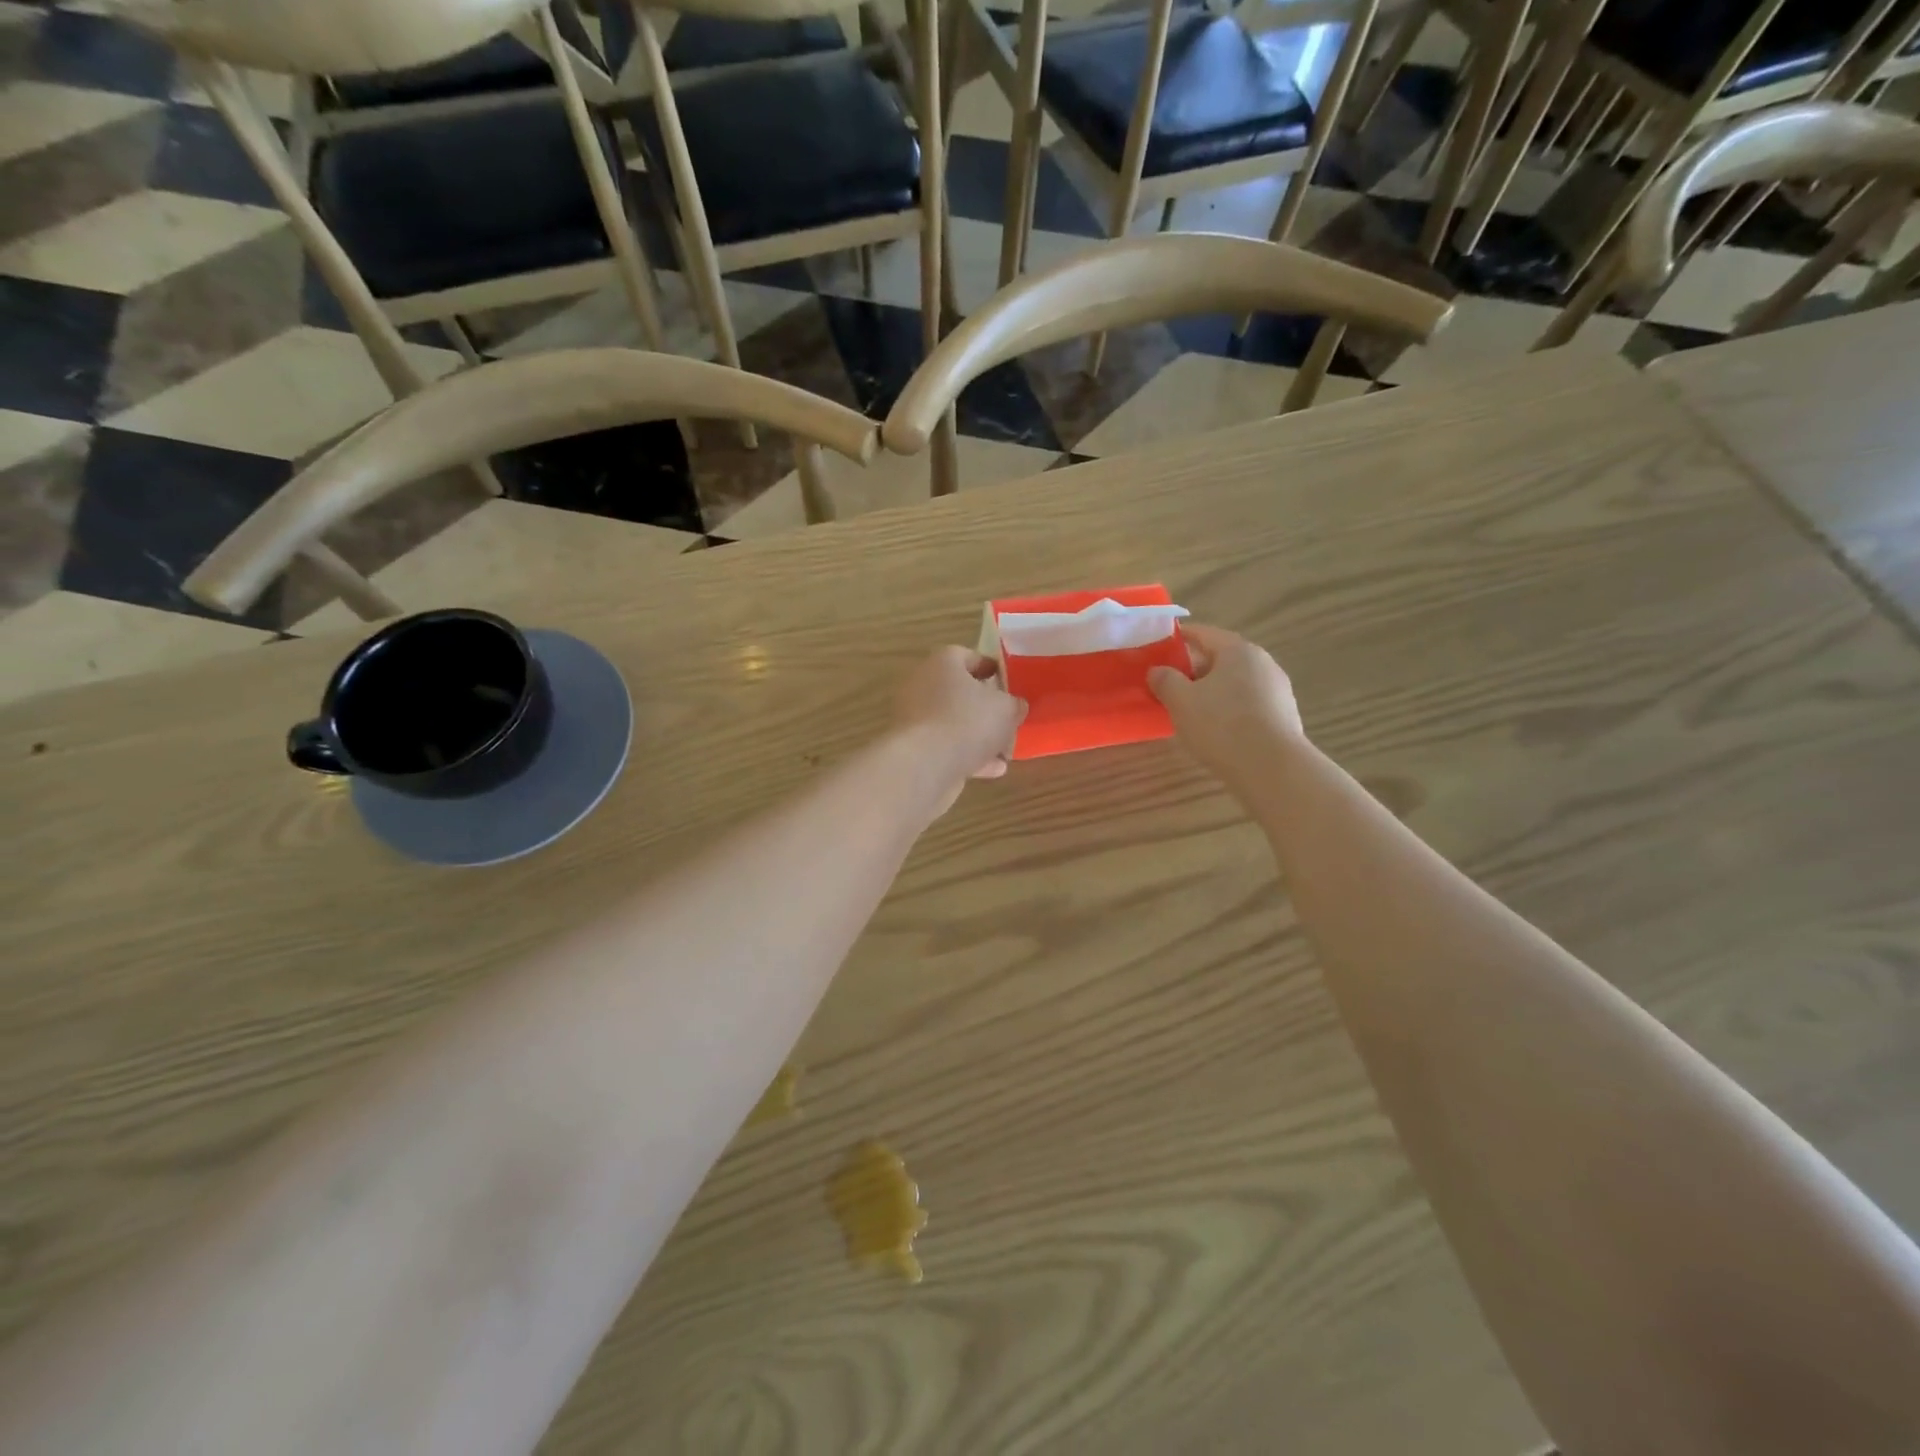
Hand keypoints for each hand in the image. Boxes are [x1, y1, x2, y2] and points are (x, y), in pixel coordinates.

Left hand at [892, 647, 1026, 803]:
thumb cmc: (967, 722)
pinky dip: (967, 756)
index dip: (991, 668)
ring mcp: (914, 718)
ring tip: (1005, 752)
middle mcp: (922, 685)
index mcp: (943, 663)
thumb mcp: (1006, 709)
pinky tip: (992, 770)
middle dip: (985, 708)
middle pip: (959, 692)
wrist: (923, 764)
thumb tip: (1015, 706)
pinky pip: (945, 747)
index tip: (1009, 683)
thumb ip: (1014, 705)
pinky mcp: (912, 748)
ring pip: (952, 723)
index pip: (968, 656)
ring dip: (978, 737)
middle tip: (1008, 720)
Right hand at [1148, 624, 1304, 795]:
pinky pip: (1248, 704)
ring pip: (1235, 683)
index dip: (1179, 638)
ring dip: (1212, 691)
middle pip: (1221, 659)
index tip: (1160, 646)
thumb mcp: (1180, 701)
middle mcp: (1262, 663)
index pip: (1203, 634)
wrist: (1271, 768)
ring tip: (1189, 709)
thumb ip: (1165, 680)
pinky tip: (1216, 729)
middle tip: (1169, 683)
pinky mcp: (1283, 716)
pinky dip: (1229, 709)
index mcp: (1238, 650)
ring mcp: (1277, 690)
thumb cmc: (1221, 725)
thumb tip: (1157, 670)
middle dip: (1194, 669)